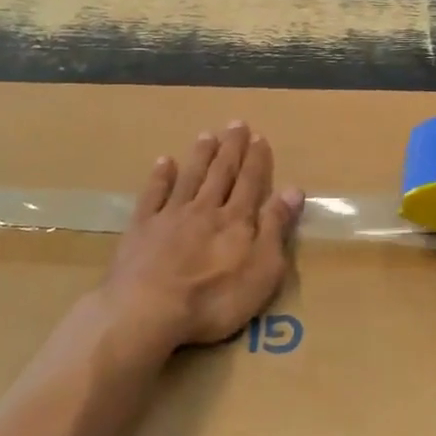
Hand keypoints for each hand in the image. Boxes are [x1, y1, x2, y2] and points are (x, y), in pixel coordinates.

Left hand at [100, 122, 303, 354]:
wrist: (148, 310)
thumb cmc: (214, 299)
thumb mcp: (262, 270)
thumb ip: (276, 228)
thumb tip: (294, 190)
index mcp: (236, 221)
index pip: (250, 183)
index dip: (256, 160)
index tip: (259, 137)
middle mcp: (205, 209)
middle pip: (221, 173)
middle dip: (231, 148)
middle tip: (236, 124)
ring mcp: (170, 216)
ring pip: (190, 178)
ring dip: (200, 156)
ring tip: (207, 135)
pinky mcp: (141, 229)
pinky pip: (153, 195)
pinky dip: (160, 177)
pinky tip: (164, 162)